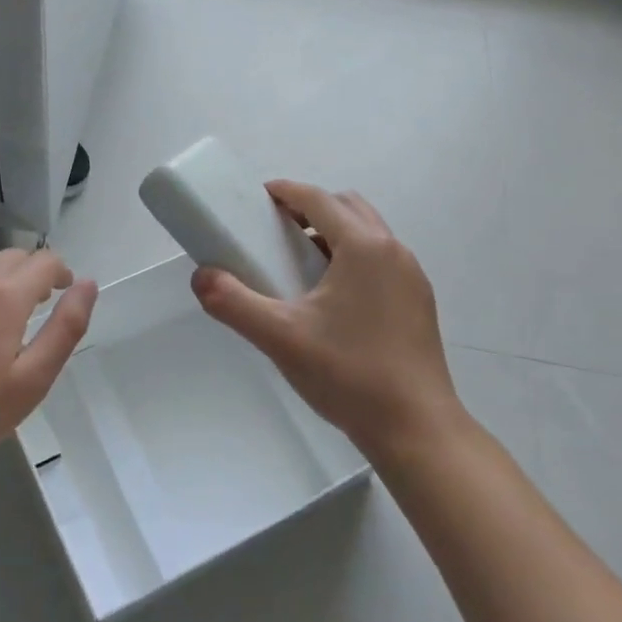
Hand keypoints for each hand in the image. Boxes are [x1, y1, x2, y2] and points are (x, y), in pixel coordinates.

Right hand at [192, 181, 464, 458]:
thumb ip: (233, 303)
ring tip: (300, 264)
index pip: (319, 199)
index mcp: (364, 247)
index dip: (285, 192)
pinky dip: (354, 258)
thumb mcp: (280, 337)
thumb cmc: (348, 374)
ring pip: (369, 234)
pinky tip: (333, 299)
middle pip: (348, 207)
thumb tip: (201, 277)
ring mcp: (412, 277)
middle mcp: (393, 251)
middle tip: (276, 231)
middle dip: (311, 208)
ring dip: (334, 233)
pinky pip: (382, 260)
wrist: (416, 429)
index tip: (257, 197)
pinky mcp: (419, 302)